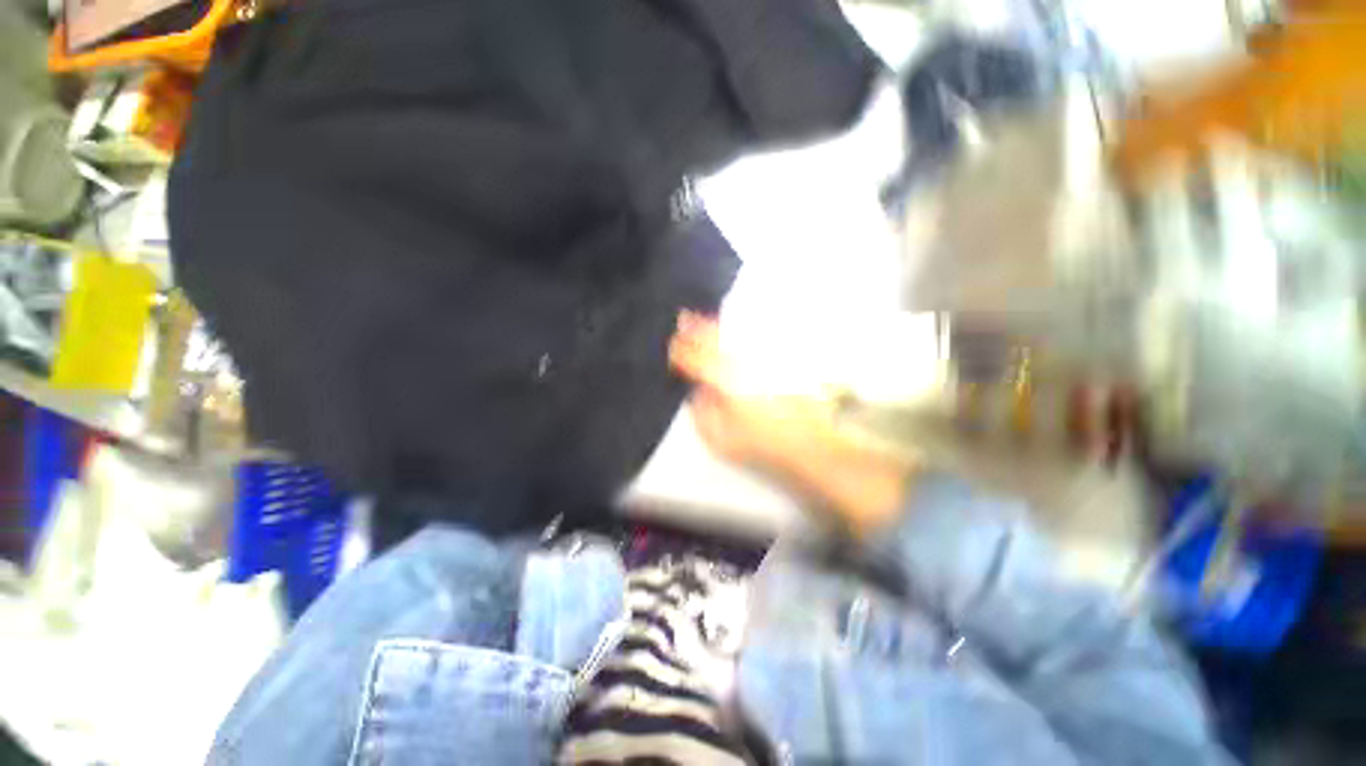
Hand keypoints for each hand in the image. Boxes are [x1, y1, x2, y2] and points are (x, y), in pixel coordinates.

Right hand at [669, 311, 909, 534]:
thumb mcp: (720, 437)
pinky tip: (731, 332)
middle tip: (682, 318)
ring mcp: (761, 359)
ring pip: (732, 337)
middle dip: (695, 329)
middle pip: (714, 340)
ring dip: (714, 327)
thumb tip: (697, 391)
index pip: (696, 361)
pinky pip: (750, 341)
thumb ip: (703, 412)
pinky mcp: (775, 361)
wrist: (807, 442)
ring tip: (701, 319)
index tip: (672, 347)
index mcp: (724, 382)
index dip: (681, 352)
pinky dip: (736, 334)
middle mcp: (742, 363)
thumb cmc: (760, 443)